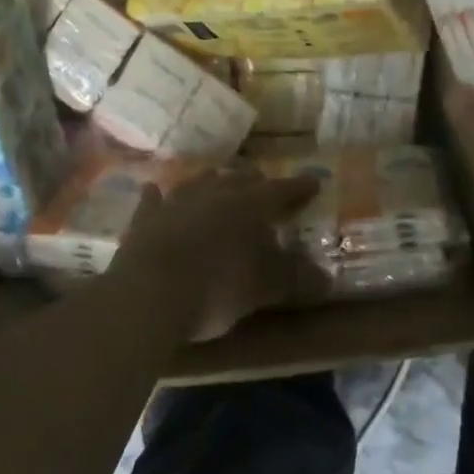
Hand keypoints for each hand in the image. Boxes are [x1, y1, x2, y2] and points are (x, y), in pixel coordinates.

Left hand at [112, 168, 326, 340]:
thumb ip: (297, 279)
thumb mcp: (265, 288)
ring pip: (200, 181)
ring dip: (213, 183)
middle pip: (241, 178)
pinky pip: (155, 200)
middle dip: (256, 182)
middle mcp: (216, 192)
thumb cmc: (218, 288)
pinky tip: (156, 192)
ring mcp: (177, 201)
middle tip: (266, 187)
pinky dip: (160, 197)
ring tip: (220, 184)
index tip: (314, 183)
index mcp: (251, 204)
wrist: (149, 295)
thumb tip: (327, 279)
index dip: (301, 187)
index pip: (284, 190)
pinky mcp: (145, 218)